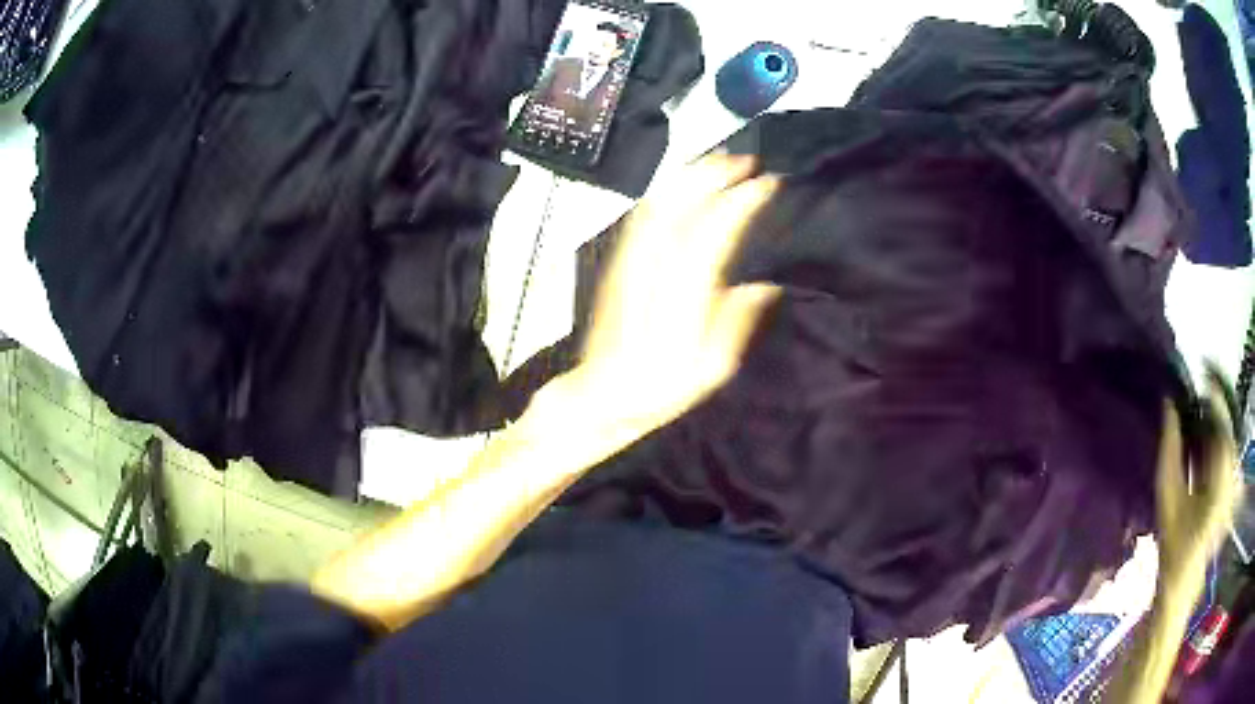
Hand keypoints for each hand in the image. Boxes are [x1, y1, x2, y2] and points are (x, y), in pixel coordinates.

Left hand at [540, 155, 780, 433]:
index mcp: (682, 297)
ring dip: (689, 177)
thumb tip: (765, 286)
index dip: (740, 203)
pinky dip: (666, 191)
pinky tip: (681, 184)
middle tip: (745, 160)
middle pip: (681, 206)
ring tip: (718, 161)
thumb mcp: (711, 370)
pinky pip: (642, 216)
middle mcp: (653, 270)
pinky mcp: (618, 262)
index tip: (766, 184)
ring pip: (659, 204)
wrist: (602, 393)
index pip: (713, 233)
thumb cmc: (660, 388)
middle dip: (714, 175)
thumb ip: (736, 323)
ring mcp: (630, 262)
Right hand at [1155, 382, 1241, 586]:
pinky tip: (1204, 439)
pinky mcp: (1232, 487)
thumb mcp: (1168, 496)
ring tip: (1198, 411)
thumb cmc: (1174, 544)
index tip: (1201, 368)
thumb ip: (1169, 447)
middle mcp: (1233, 472)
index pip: (1223, 418)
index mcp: (1223, 474)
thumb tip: (1169, 403)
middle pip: (1227, 425)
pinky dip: (1217, 440)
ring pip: (1228, 437)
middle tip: (1196, 390)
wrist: (1182, 583)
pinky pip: (1227, 452)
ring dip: (1215, 422)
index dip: (1213, 391)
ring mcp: (1234, 480)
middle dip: (1213, 405)